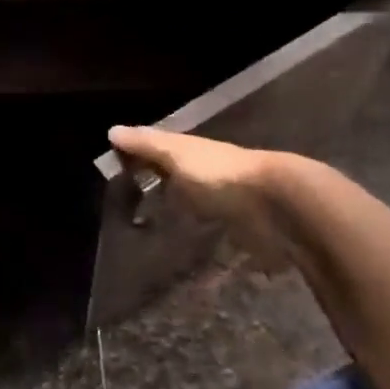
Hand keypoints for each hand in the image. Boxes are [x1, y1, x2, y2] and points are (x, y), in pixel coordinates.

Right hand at [107, 127, 302, 271]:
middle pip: (180, 180)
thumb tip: (112, 130)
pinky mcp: (240, 233)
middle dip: (161, 189)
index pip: (161, 151)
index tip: (116, 174)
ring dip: (181, 217)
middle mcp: (210, 175)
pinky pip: (213, 237)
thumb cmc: (219, 175)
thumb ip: (146, 146)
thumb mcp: (176, 154)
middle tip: (129, 210)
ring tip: (150, 237)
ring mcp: (227, 204)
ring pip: (197, 207)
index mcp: (195, 153)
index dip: (141, 158)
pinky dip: (200, 243)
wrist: (277, 208)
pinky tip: (186, 258)